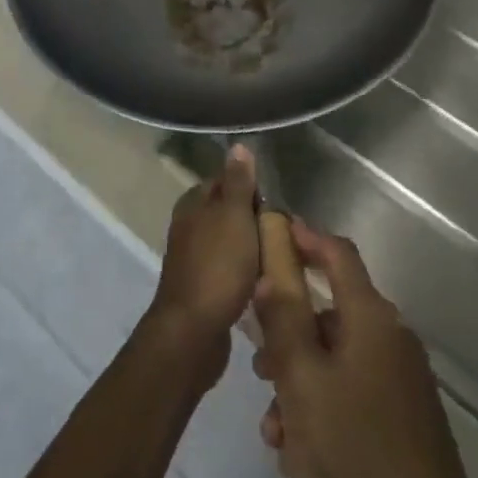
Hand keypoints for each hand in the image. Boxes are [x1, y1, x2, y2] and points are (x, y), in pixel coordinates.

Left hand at [146, 145, 259, 377]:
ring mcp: (194, 256)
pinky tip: (264, 284)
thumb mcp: (233, 217)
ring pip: (233, 242)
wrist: (193, 331)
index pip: (228, 180)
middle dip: (258, 222)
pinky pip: (231, 270)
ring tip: (281, 261)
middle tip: (288, 237)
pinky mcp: (203, 285)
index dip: (254, 191)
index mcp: (194, 202)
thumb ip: (237, 182)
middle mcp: (190, 224)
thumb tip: (238, 145)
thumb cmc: (217, 267)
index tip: (280, 209)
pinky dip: (248, 273)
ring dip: (255, 249)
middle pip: (231, 212)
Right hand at [252, 219, 477, 477]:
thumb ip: (281, 320)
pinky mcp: (405, 412)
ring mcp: (402, 377)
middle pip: (329, 316)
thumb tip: (270, 275)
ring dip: (301, 384)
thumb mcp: (302, 378)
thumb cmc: (355, 442)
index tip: (276, 230)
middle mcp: (390, 336)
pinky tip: (304, 455)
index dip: (306, 237)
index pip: (338, 254)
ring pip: (337, 361)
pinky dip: (325, 406)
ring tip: (276, 430)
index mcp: (370, 317)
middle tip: (261, 367)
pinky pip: (354, 391)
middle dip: (289, 338)